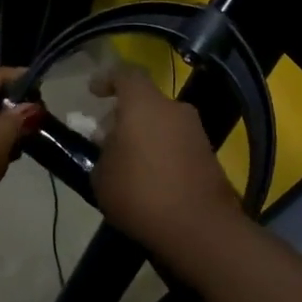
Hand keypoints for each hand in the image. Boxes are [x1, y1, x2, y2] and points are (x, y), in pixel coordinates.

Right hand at [91, 66, 242, 260]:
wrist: (200, 227)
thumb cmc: (141, 194)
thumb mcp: (102, 178)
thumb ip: (103, 155)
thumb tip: (111, 149)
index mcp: (144, 104)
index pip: (126, 74)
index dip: (107, 79)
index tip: (93, 92)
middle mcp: (173, 108)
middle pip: (145, 101)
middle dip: (124, 115)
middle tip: (106, 139)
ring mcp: (195, 130)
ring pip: (162, 121)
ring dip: (144, 134)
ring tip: (126, 163)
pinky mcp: (208, 154)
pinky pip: (177, 142)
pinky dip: (161, 151)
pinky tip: (150, 178)